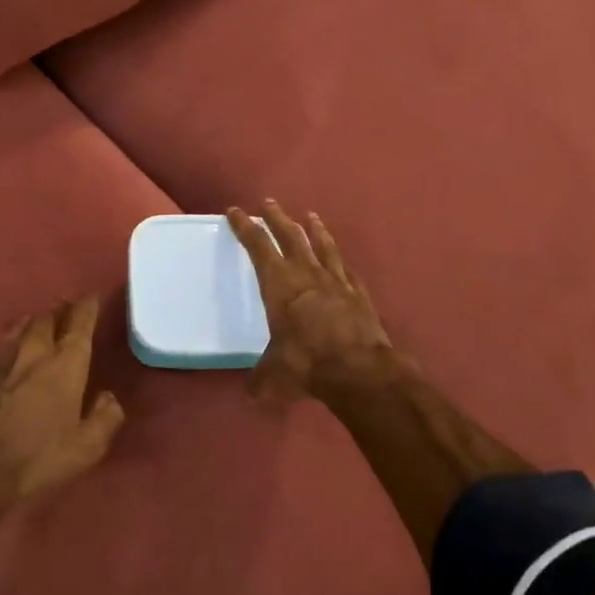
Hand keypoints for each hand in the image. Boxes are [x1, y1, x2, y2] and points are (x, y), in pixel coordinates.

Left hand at [0, 296, 124, 503]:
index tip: (92, 299)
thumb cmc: (34, 459)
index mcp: (66, 362)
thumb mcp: (86, 449)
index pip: (81, 320)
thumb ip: (106, 417)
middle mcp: (33, 348)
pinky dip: (1, 346)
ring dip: (31, 324)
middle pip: (48, 317)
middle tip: (65, 315)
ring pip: (18, 326)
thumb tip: (108, 397)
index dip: (88, 306)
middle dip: (59, 313)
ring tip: (35, 328)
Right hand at [228, 201, 394, 403]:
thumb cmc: (306, 364)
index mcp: (279, 284)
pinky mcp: (358, 293)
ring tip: (310, 216)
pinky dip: (341, 261)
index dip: (245, 227)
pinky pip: (346, 270)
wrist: (358, 368)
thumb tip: (252, 391)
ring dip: (314, 229)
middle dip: (277, 218)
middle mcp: (306, 273)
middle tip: (269, 203)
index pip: (257, 246)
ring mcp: (336, 280)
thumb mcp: (273, 375)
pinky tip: (341, 259)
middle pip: (290, 236)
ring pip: (322, 246)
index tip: (236, 211)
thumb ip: (261, 378)